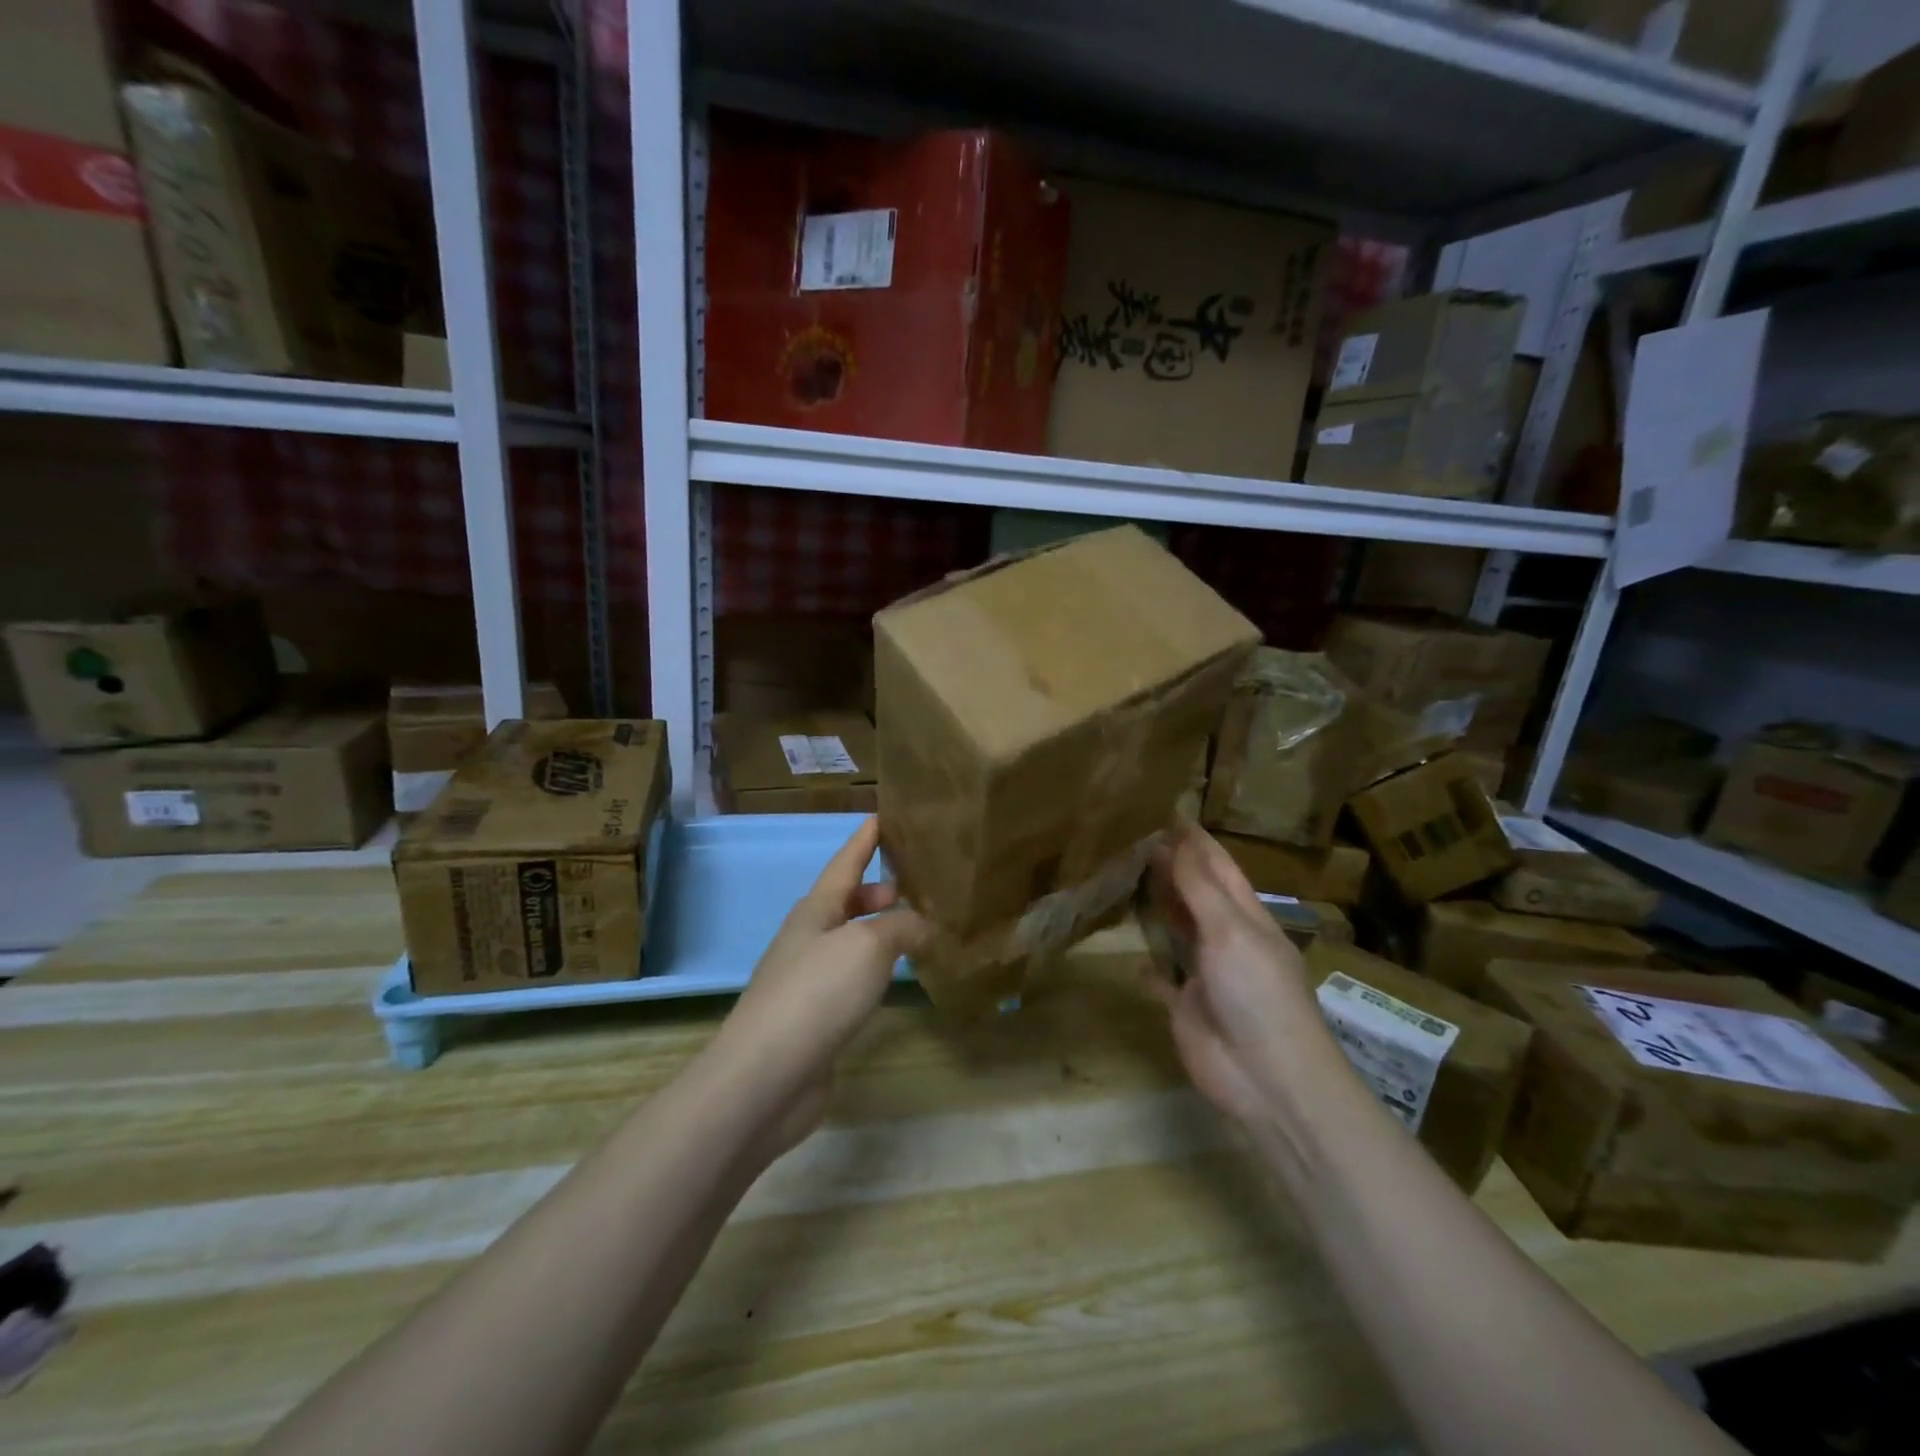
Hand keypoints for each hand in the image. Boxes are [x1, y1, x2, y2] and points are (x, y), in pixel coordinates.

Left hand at [714, 817, 927, 1152]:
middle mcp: (808, 938)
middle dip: (875, 890)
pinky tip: (892, 980)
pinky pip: (850, 977)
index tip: (882, 816)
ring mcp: (807, 980)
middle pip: (844, 902)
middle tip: (913, 888)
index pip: (845, 863)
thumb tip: (921, 924)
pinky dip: (874, 969)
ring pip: (848, 941)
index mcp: (815, 910)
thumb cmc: (816, 993)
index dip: (864, 839)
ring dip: (877, 931)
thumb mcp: (868, 945)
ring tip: (913, 931)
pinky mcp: (813, 1018)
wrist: (766, 1076)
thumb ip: (901, 926)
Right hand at [1144, 823, 1324, 1125]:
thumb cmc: (1256, 994)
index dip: (1194, 840)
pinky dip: (1148, 966)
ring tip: (1125, 878)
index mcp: (1245, 915)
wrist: (1268, 1077)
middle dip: (1170, 866)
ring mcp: (1206, 973)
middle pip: (1195, 893)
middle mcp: (1225, 938)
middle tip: (1132, 837)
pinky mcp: (1186, 1005)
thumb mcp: (1229, 930)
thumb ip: (1198, 887)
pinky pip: (1163, 978)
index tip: (1166, 811)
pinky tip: (1129, 956)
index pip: (1217, 866)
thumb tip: (1173, 840)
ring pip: (1178, 930)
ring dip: (1158, 907)